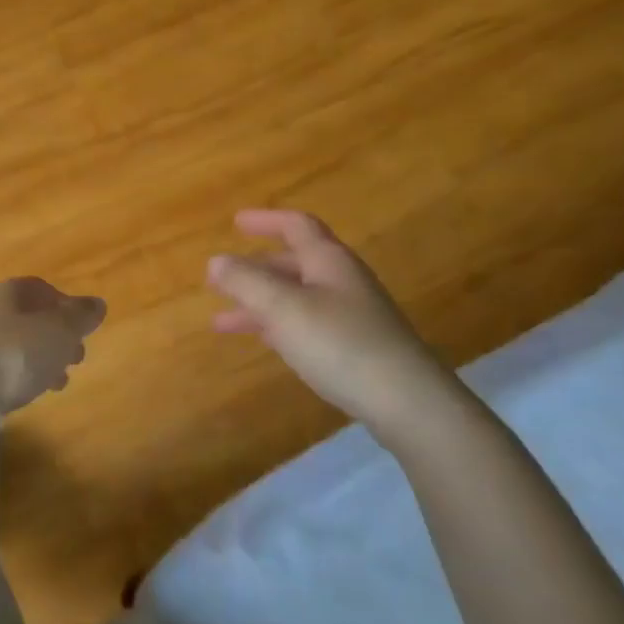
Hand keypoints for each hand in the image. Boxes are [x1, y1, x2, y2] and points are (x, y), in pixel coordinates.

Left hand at [0, 277, 106, 416]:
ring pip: (15, 343)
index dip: (65, 306)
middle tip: (77, 358)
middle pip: (28, 317)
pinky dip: (18, 375)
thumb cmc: (16, 352)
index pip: (42, 289)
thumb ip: (80, 317)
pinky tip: (28, 392)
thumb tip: (97, 303)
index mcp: (12, 291)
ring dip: (39, 359)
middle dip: (55, 336)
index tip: (82, 328)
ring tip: (58, 382)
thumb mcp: (59, 332)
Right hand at [208, 209, 465, 439]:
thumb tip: (216, 260)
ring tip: (222, 322)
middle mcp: (342, 282)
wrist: (407, 403)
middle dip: (254, 269)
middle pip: (293, 263)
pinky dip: (278, 326)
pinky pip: (306, 325)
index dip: (265, 220)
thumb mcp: (283, 308)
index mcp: (328, 261)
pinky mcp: (355, 348)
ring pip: (296, 298)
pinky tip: (263, 342)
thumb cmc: (341, 344)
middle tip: (220, 279)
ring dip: (259, 303)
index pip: (296, 226)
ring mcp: (352, 316)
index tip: (235, 222)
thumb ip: (245, 281)